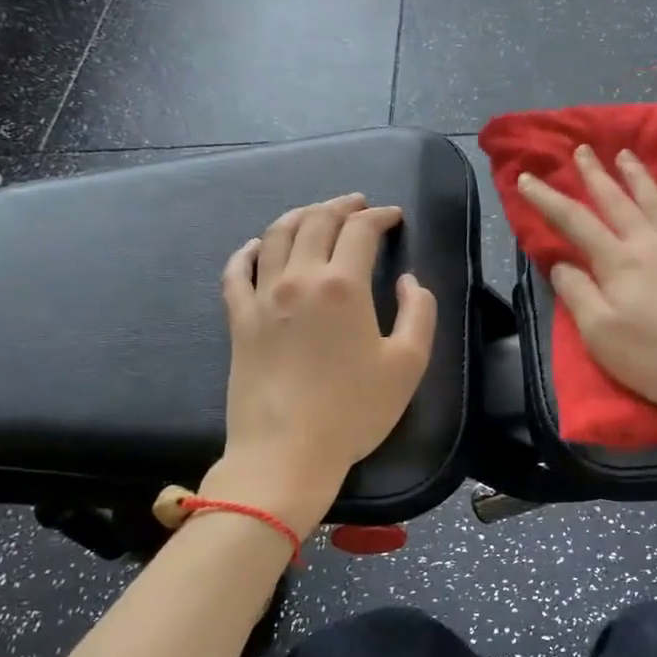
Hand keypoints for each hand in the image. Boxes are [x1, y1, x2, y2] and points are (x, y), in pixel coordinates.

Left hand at [203, 194, 436, 535]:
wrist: (286, 452)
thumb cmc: (354, 410)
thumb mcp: (408, 364)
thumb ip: (419, 313)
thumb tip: (409, 282)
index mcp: (343, 286)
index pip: (359, 231)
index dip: (379, 216)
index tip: (393, 217)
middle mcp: (299, 279)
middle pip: (316, 222)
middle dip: (341, 206)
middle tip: (358, 204)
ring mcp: (262, 297)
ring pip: (276, 236)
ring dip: (300, 216)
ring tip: (316, 214)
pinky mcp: (239, 320)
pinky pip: (237, 271)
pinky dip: (249, 250)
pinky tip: (257, 247)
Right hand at [517, 145, 656, 445]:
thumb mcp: (603, 337)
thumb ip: (579, 295)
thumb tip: (561, 263)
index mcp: (617, 263)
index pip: (574, 222)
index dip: (547, 199)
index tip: (526, 179)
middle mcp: (649, 240)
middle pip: (616, 199)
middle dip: (595, 174)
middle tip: (582, 150)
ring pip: (654, 196)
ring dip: (636, 173)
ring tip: (623, 154)